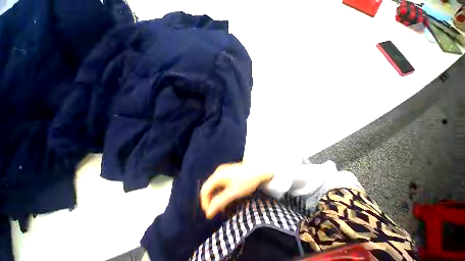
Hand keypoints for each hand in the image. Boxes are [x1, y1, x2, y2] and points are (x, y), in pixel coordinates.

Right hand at [200, 162, 273, 218]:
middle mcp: (218, 171)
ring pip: (215, 186)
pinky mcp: (228, 172)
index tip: (211, 213)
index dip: (205, 203)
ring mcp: (223, 171)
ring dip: (217, 197)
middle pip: (209, 188)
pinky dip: (222, 192)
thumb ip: (220, 202)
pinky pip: (220, 183)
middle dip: (211, 200)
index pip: (204, 190)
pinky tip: (228, 197)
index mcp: (218, 175)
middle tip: (218, 211)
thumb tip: (208, 214)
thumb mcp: (233, 193)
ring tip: (224, 206)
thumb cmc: (246, 181)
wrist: (259, 169)